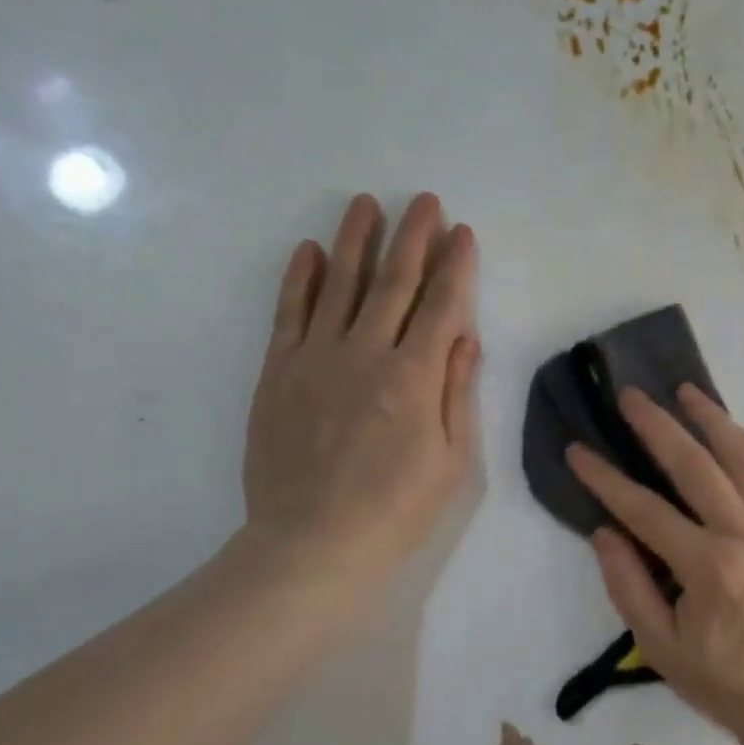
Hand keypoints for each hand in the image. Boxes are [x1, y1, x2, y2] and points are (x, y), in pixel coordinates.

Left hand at [241, 192, 478, 589]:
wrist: (311, 544)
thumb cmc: (395, 510)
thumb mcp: (450, 462)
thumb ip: (456, 393)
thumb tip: (465, 337)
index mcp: (415, 378)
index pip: (442, 306)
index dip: (455, 266)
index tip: (462, 232)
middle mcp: (367, 354)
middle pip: (394, 283)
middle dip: (413, 237)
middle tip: (424, 200)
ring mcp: (316, 358)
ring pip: (340, 285)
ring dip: (356, 241)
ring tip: (366, 204)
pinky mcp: (278, 372)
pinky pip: (290, 313)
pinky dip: (301, 278)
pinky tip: (310, 251)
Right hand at [565, 386, 743, 744]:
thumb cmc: (722, 680)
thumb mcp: (660, 647)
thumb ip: (628, 585)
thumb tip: (604, 530)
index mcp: (708, 568)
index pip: (645, 509)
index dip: (605, 478)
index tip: (577, 451)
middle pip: (696, 465)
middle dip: (657, 426)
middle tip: (630, 396)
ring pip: (743, 456)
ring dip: (711, 418)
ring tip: (684, 390)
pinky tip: (730, 426)